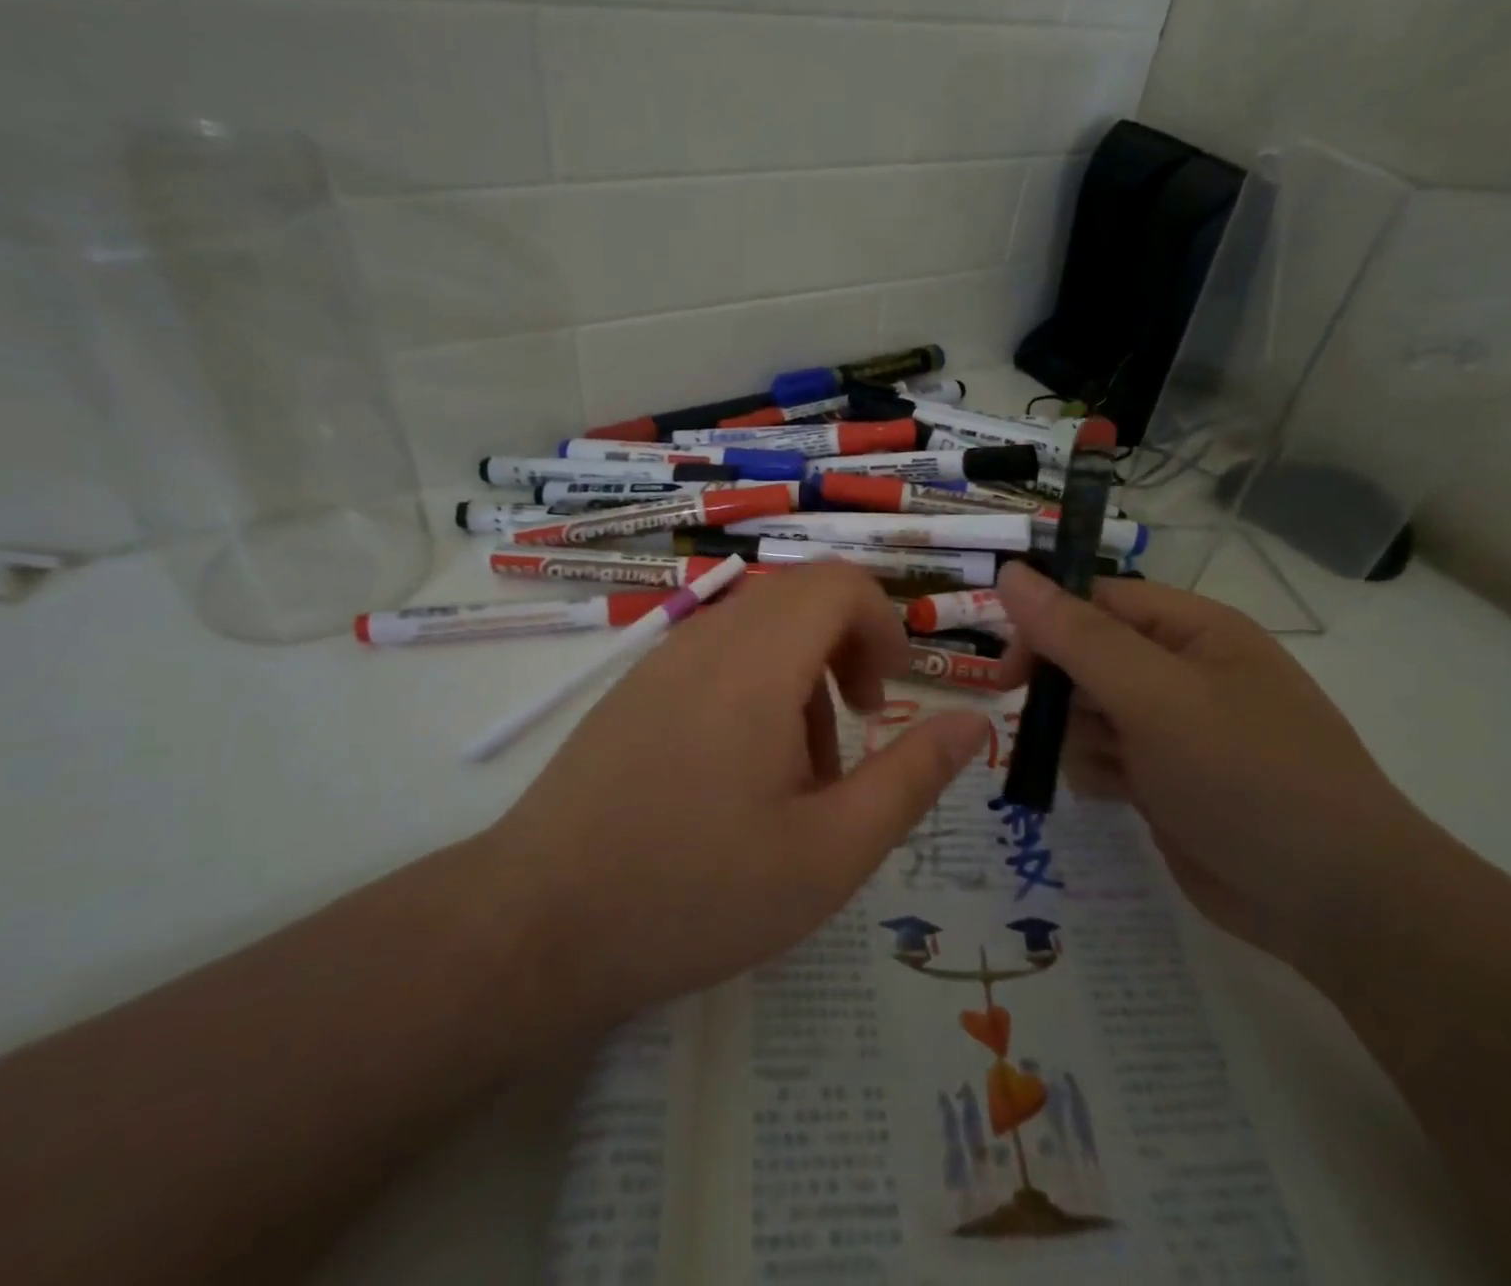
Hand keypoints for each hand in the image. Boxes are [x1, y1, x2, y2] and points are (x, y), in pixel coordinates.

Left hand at [492, 565, 990, 1022]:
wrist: (538, 926)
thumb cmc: (697, 892)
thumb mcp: (831, 851)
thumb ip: (911, 778)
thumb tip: (973, 721)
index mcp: (756, 663)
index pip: (837, 582)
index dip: (882, 622)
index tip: (890, 691)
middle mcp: (705, 640)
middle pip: (799, 598)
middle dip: (845, 648)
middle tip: (854, 729)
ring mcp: (659, 661)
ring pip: (757, 629)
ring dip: (799, 676)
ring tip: (796, 773)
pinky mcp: (632, 690)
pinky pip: (713, 656)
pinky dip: (752, 688)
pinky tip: (737, 774)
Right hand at [996, 562, 1427, 964]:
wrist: (1332, 901)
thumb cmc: (1245, 774)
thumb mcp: (1155, 695)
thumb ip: (1076, 635)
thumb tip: (1009, 573)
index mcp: (1191, 630)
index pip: (1095, 601)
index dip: (1044, 625)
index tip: (1008, 671)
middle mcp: (1180, 670)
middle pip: (1084, 656)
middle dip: (1059, 690)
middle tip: (1042, 722)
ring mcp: (1172, 727)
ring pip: (1084, 710)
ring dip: (1075, 736)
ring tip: (1107, 767)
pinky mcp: (1163, 778)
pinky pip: (1100, 756)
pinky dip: (1093, 771)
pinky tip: (1114, 795)